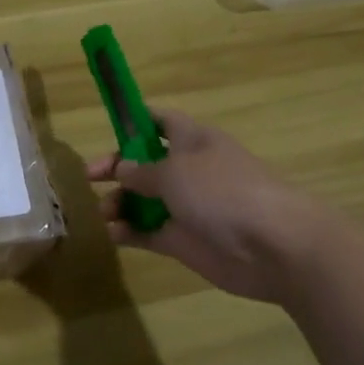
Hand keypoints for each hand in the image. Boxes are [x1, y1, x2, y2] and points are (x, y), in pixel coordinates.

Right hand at [87, 108, 328, 306]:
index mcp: (193, 141)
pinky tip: (114, 233)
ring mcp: (188, 207)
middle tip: (90, 177)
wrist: (273, 245)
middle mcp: (190, 171)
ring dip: (120, 203)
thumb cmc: (222, 192)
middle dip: (117, 168)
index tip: (109, 123)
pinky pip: (149, 232)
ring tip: (105, 213)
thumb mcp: (174, 172)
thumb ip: (142, 171)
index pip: (161, 121)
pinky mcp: (185, 241)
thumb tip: (122, 168)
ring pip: (144, 200)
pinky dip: (129, 232)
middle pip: (145, 163)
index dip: (135, 119)